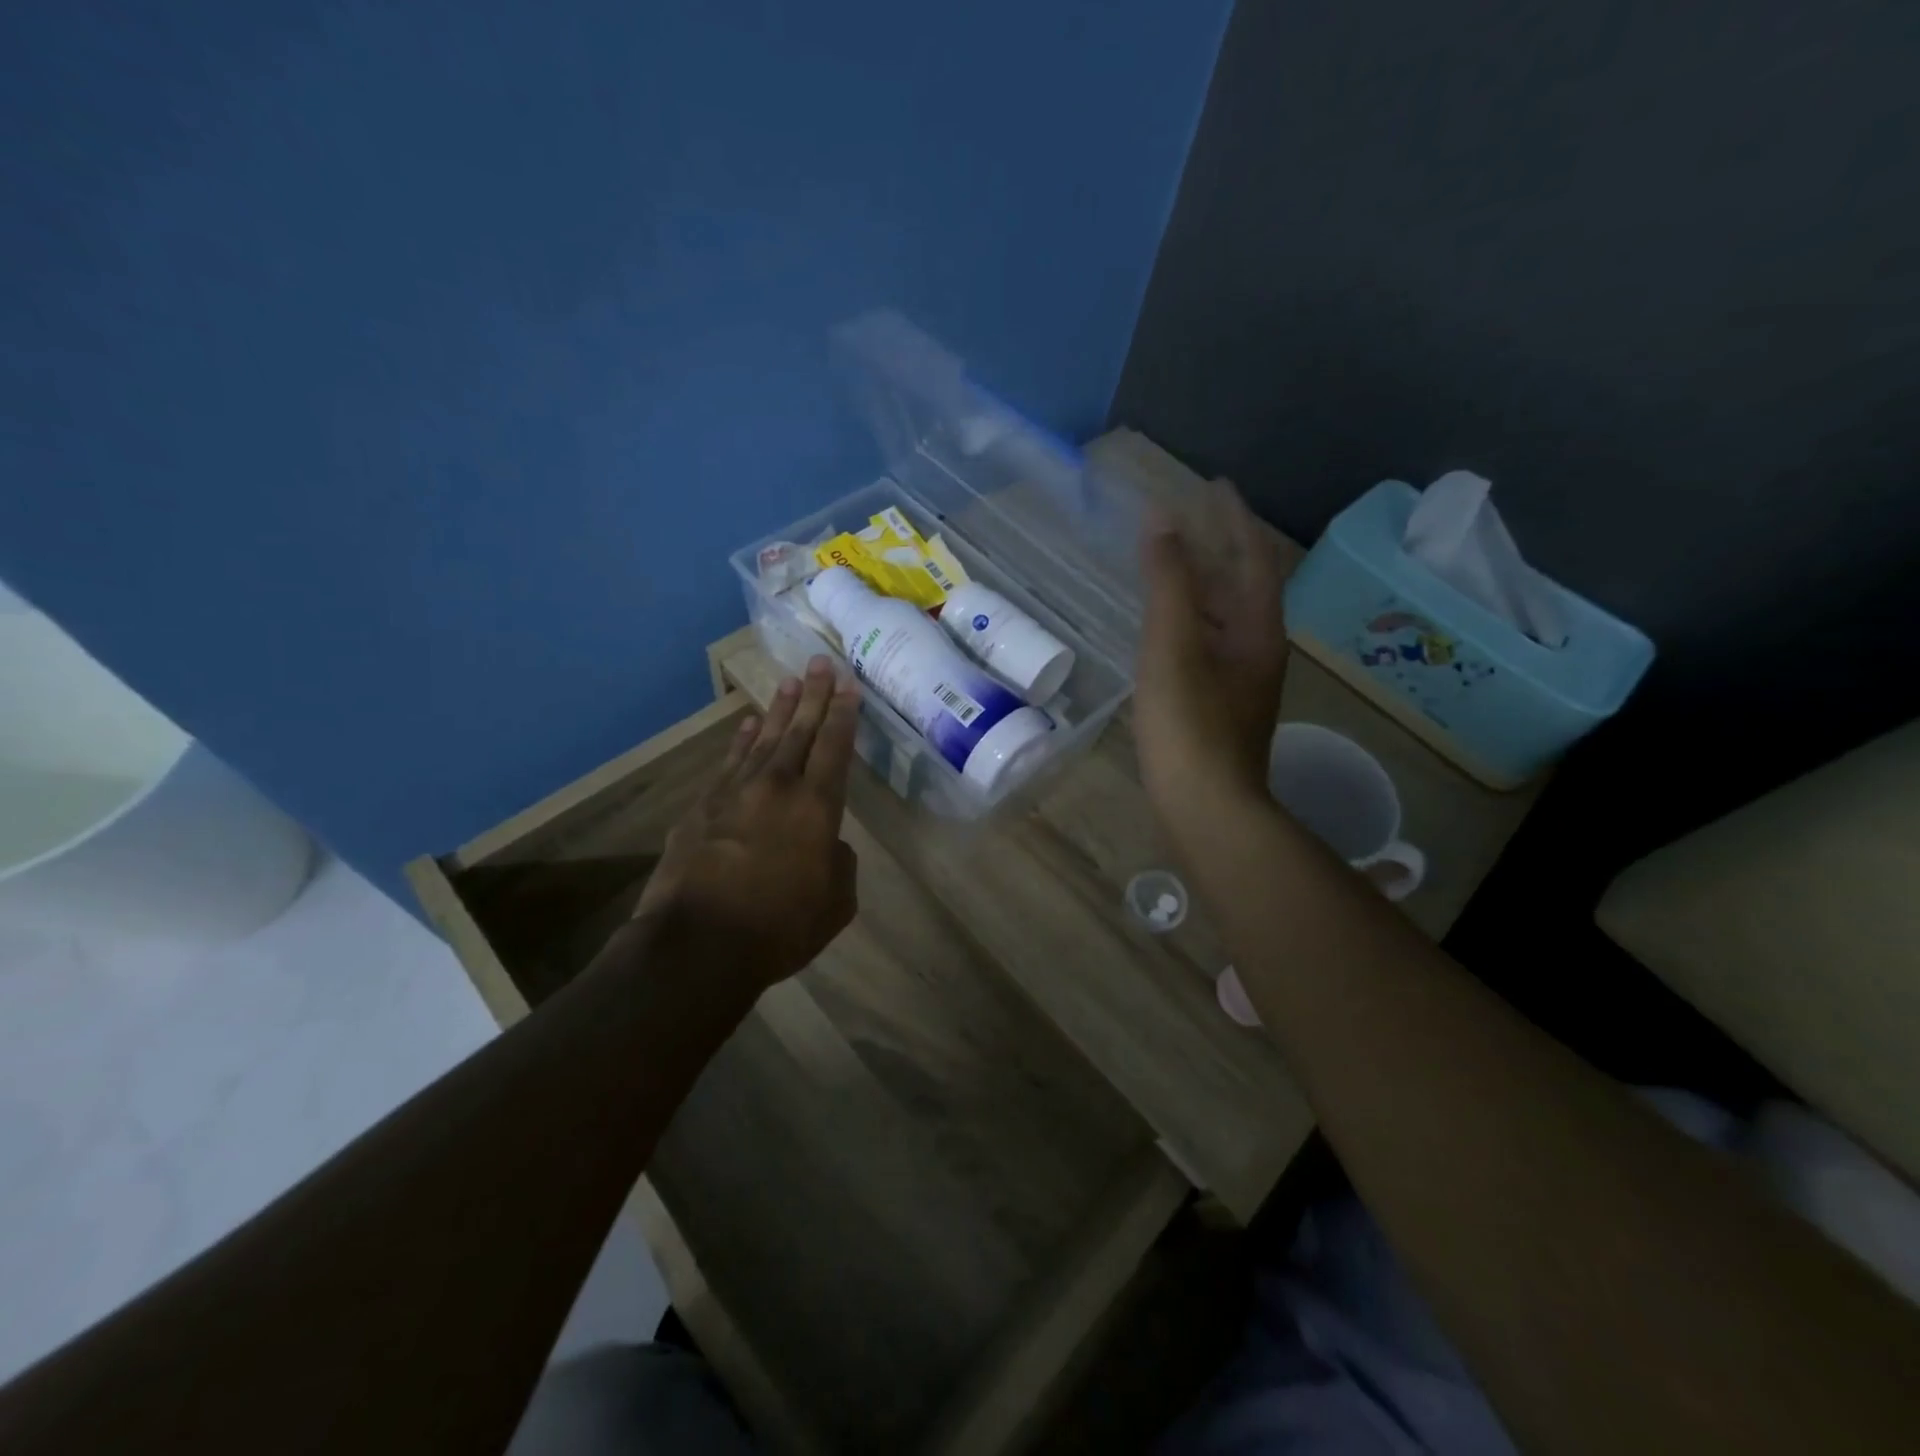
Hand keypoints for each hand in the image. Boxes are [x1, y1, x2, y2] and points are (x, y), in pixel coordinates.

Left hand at [636, 656, 860, 992]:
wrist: (698, 943)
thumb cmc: (779, 927)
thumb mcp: (835, 903)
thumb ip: (839, 864)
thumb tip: (827, 844)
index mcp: (816, 806)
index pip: (835, 747)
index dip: (844, 714)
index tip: (849, 685)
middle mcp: (777, 786)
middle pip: (800, 730)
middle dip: (814, 695)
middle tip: (820, 662)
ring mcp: (735, 792)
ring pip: (763, 738)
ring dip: (779, 709)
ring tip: (790, 682)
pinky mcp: (702, 805)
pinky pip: (729, 761)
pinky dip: (741, 740)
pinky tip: (747, 725)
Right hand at [1133, 490, 1289, 828]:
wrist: (1207, 807)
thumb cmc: (1189, 724)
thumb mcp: (1173, 646)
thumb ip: (1168, 582)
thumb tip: (1162, 519)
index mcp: (1257, 629)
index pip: (1251, 557)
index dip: (1233, 518)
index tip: (1214, 485)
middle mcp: (1259, 649)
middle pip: (1243, 585)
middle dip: (1220, 546)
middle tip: (1191, 516)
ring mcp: (1242, 680)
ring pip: (1226, 616)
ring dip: (1205, 584)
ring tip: (1176, 562)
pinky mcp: (1222, 705)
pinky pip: (1210, 642)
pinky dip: (1192, 619)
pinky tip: (1170, 628)